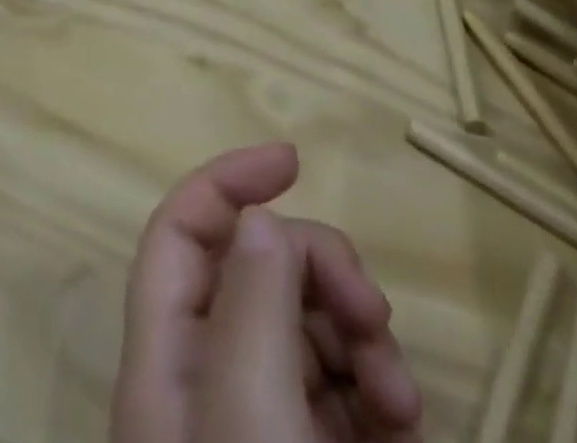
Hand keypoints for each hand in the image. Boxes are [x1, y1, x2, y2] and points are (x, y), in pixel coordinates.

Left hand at [110, 143, 422, 442]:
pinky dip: (378, 388)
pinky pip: (344, 388)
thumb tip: (259, 220)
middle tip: (371, 315)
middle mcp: (209, 384)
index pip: (180, 234)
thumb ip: (251, 308)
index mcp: (169, 366)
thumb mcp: (252, 424)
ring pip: (308, 322)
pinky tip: (407, 427)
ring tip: (401, 396)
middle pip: (259, 270)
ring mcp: (264, 424)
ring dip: (362, 335)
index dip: (226, 182)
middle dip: (322, 270)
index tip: (293, 160)